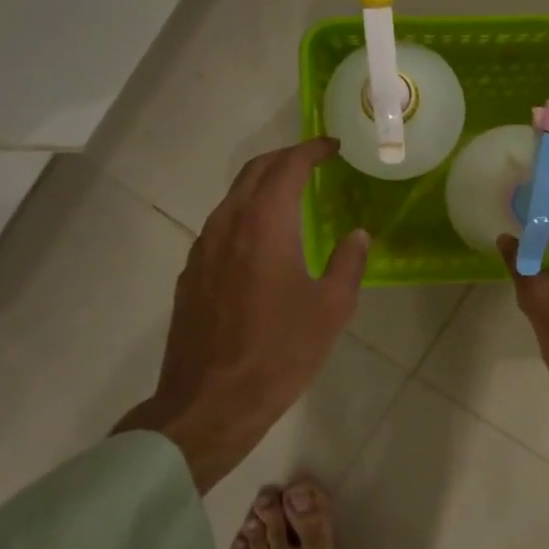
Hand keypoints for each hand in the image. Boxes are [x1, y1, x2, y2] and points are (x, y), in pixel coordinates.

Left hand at [115, 138, 368, 491]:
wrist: (210, 403)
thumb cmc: (279, 354)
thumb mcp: (331, 309)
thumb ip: (348, 263)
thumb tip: (357, 235)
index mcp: (265, 225)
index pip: (287, 167)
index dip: (312, 150)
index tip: (332, 146)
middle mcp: (228, 224)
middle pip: (254, 172)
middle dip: (285, 158)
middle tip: (313, 161)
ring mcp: (203, 249)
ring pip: (233, 197)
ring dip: (262, 185)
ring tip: (290, 194)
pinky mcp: (191, 274)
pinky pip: (220, 225)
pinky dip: (245, 213)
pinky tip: (261, 238)